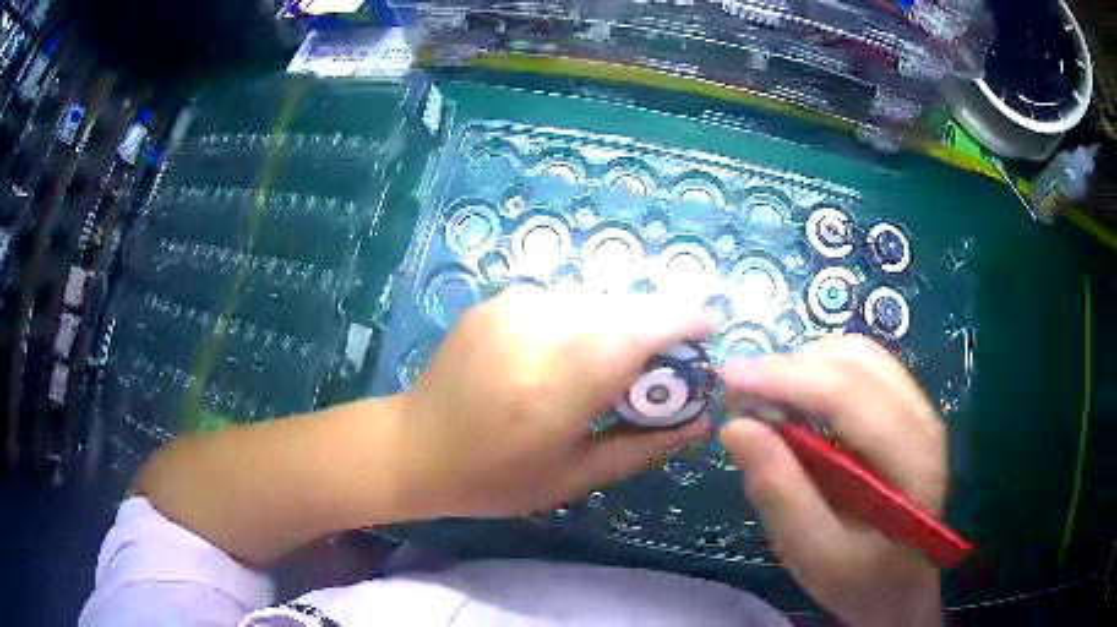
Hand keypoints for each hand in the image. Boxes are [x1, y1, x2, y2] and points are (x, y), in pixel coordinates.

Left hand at [395, 287, 711, 518]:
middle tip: (659, 368)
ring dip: (616, 326)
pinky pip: (560, 301)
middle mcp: (538, 329)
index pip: (640, 330)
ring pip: (593, 301)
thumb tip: (700, 422)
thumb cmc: (495, 477)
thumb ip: (644, 445)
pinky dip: (579, 321)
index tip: (709, 330)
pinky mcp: (495, 300)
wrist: (414, 447)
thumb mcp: (575, 476)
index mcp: (561, 384)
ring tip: (608, 367)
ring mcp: (512, 307)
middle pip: (623, 309)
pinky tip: (562, 355)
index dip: (683, 320)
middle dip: (655, 330)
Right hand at [720, 336, 944, 626]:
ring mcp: (920, 409)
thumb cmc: (861, 581)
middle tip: (738, 393)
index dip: (787, 378)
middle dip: (791, 366)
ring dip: (806, 365)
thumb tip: (736, 427)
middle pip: (857, 360)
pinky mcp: (908, 411)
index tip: (727, 379)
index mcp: (913, 460)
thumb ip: (780, 494)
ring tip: (764, 398)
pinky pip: (863, 370)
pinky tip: (797, 405)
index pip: (850, 395)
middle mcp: (924, 419)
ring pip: (860, 356)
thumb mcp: (814, 556)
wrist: (903, 587)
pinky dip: (821, 374)